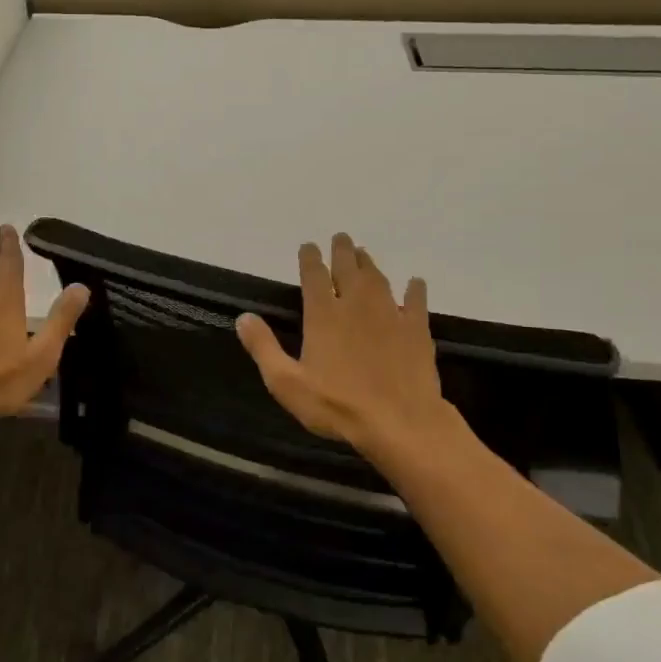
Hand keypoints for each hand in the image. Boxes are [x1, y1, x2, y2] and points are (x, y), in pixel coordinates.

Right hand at [235, 232, 463, 473]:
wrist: (401, 423)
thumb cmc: (337, 405)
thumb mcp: (286, 383)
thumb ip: (263, 347)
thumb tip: (243, 317)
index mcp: (323, 315)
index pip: (314, 276)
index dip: (310, 258)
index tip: (308, 246)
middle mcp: (356, 306)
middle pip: (348, 268)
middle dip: (342, 251)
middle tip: (341, 238)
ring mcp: (390, 315)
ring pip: (378, 279)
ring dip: (370, 264)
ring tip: (364, 254)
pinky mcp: (416, 330)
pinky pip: (416, 301)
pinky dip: (414, 289)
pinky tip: (415, 283)